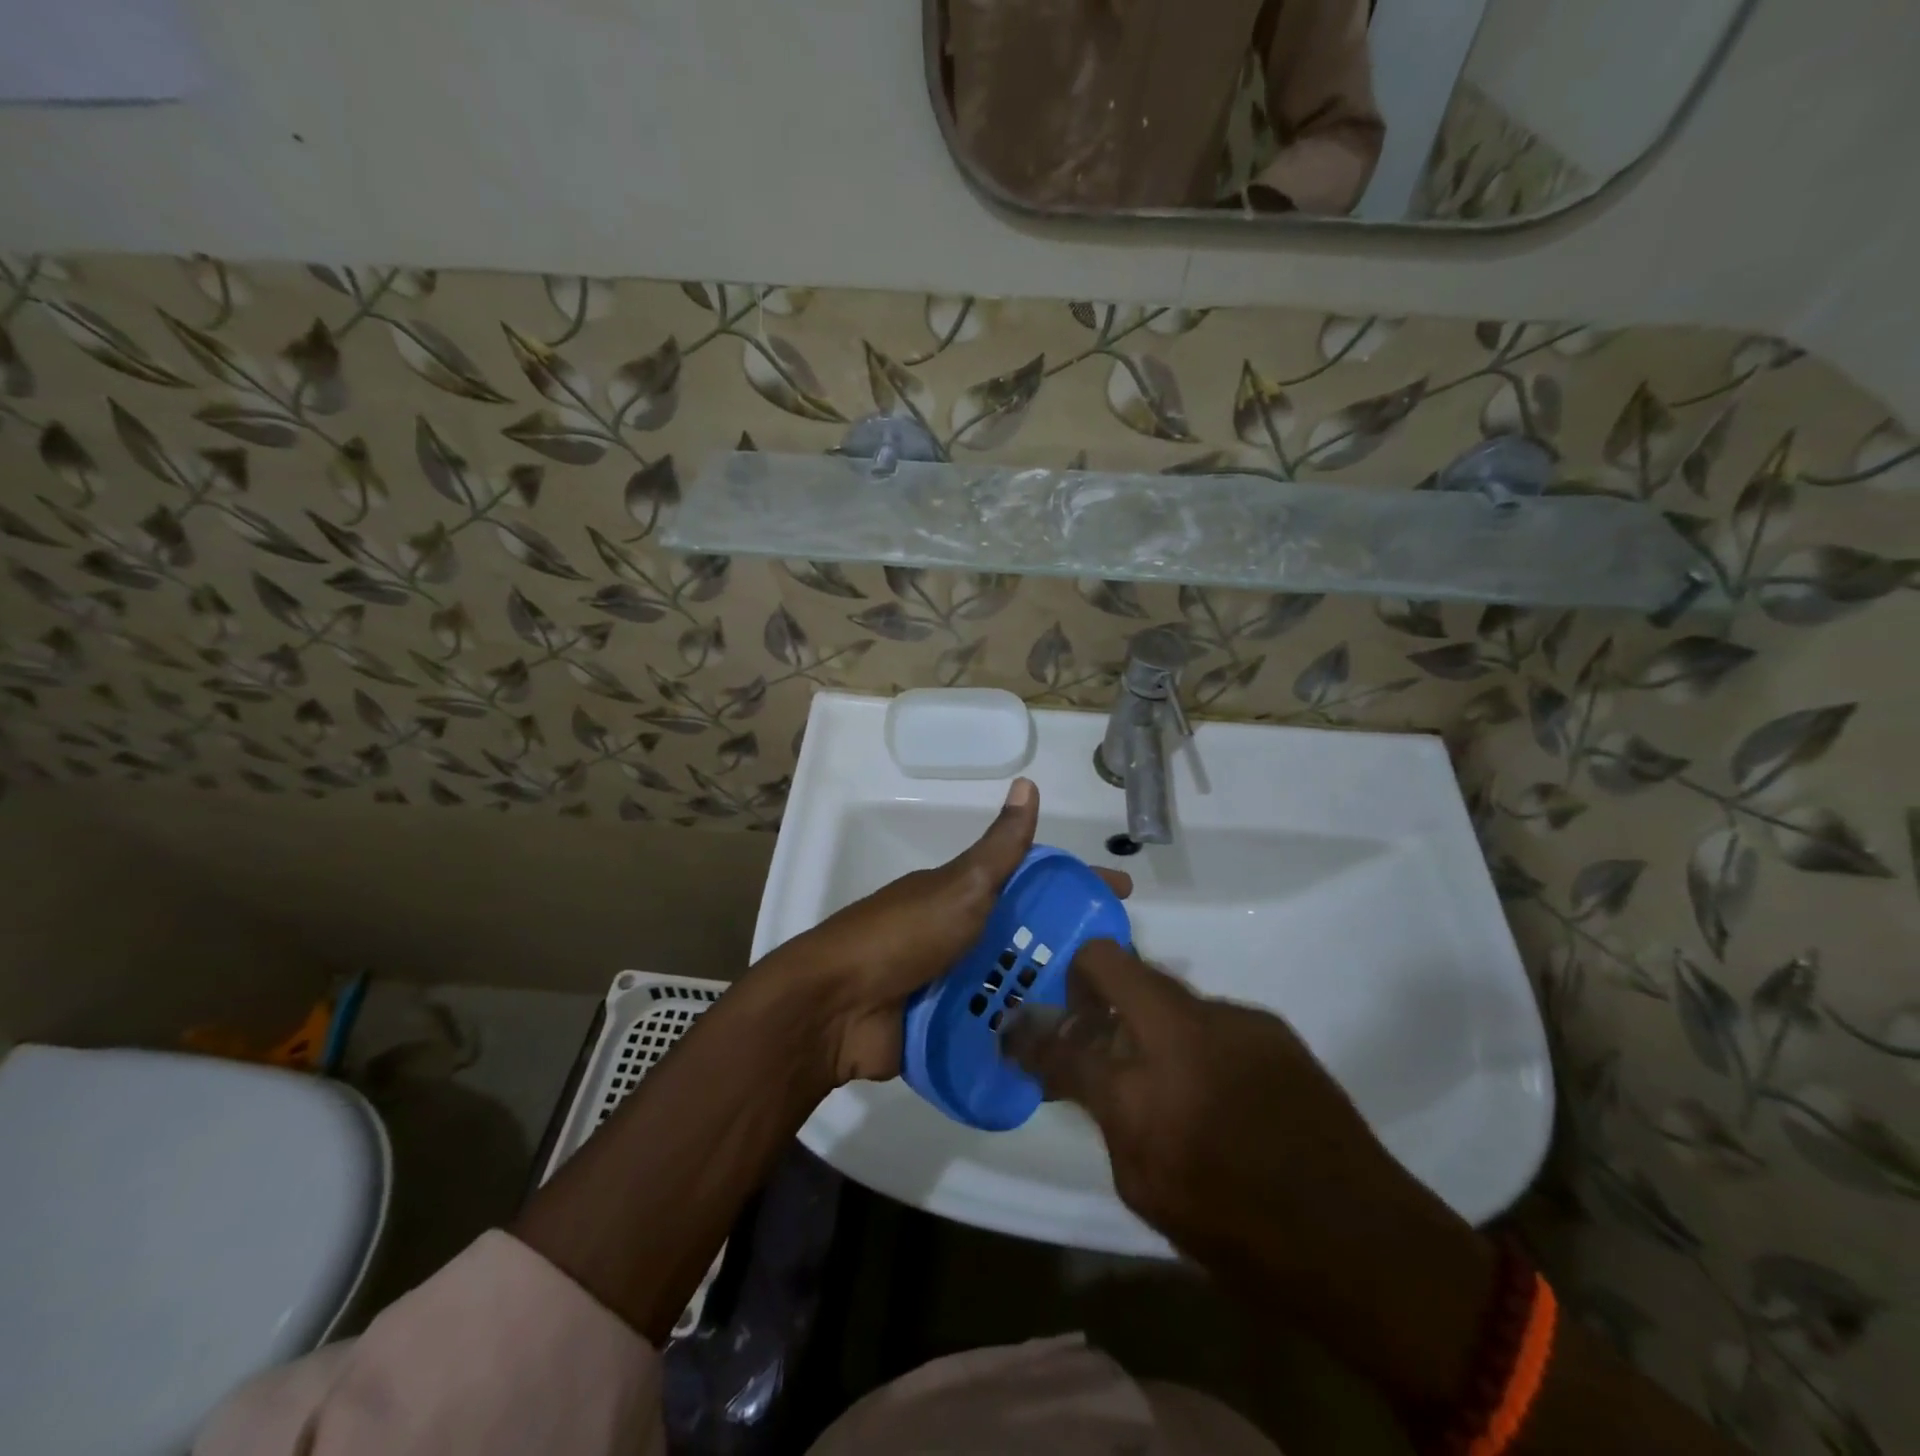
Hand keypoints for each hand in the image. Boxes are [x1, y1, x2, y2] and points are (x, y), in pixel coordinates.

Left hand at [771, 778, 1129, 1084]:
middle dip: (1070, 948)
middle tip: (1121, 971)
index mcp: (965, 894)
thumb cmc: (904, 936)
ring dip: (1050, 996)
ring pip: (1013, 983)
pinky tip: (1062, 1051)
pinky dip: (1021, 1035)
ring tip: (1104, 1018)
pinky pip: (992, 1028)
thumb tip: (1027, 783)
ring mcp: (951, 982)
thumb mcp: (960, 885)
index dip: (1075, 883)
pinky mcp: (943, 1026)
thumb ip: (999, 847)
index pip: (1032, 881)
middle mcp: (961, 934)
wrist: (837, 1006)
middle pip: (1026, 936)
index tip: (1121, 895)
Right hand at [1007, 941, 1496, 1412]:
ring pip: (1162, 988)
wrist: (1360, 1238)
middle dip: (1083, 976)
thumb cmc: (1239, 1233)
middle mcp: (1180, 1034)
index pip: (1061, 1042)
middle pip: (1110, 962)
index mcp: (1141, 1092)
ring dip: (1144, 1014)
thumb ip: (1105, 1115)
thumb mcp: (1145, 1188)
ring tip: (1159, 1063)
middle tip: (1082, 1012)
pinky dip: (1190, 1035)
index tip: (1018, 1030)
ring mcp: (1229, 1018)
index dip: (1031, 1035)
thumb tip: (1078, 1070)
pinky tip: (1213, 1079)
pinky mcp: (1267, 1022)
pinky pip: (1207, 1014)